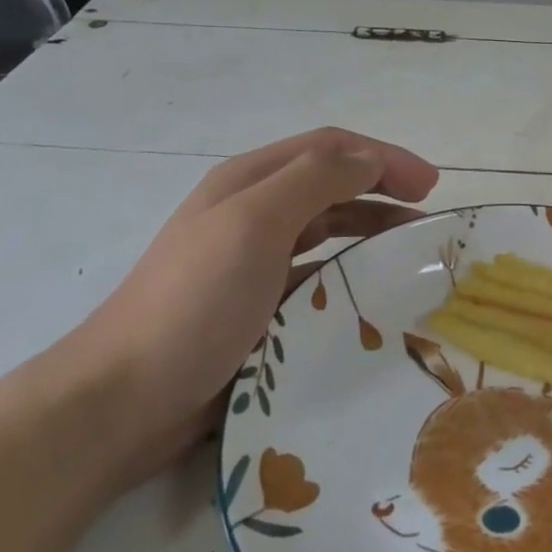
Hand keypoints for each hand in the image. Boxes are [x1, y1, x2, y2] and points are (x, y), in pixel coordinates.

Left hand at [60, 129, 438, 482]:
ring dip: (371, 232)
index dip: (383, 157)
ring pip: (327, 232)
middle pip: (332, 186)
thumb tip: (371, 158)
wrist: (121, 402)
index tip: (430, 185)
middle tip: (429, 220)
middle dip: (383, 190)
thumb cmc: (194, 301)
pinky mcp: (257, 308)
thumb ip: (315, 180)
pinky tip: (370, 297)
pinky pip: (316, 279)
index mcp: (250, 181)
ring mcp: (252, 262)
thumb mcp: (255, 224)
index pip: (331, 148)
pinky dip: (349, 277)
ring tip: (410, 255)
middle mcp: (253, 212)